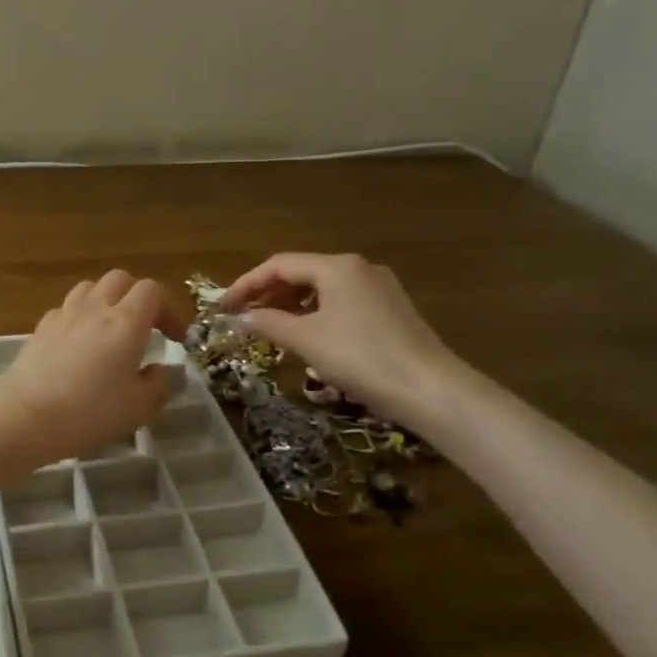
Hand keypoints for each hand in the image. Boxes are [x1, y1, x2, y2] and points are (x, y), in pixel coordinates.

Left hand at [0, 271, 185, 464]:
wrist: (26, 416)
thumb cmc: (90, 412)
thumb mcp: (139, 407)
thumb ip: (160, 384)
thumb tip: (165, 370)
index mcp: (126, 322)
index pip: (152, 290)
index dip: (169, 309)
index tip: (175, 338)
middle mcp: (96, 308)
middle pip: (121, 279)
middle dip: (138, 297)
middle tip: (145, 327)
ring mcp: (65, 314)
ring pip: (91, 287)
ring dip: (107, 300)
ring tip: (111, 329)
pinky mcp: (41, 326)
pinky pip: (67, 308)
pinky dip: (80, 316)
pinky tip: (79, 342)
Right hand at [221, 252, 463, 425]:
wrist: (432, 391)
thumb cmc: (361, 358)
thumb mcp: (306, 340)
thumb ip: (269, 323)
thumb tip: (241, 317)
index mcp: (336, 267)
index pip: (279, 265)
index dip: (247, 284)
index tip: (224, 306)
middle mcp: (359, 268)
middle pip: (302, 273)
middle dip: (269, 294)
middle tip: (245, 317)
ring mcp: (379, 289)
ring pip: (323, 289)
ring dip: (292, 305)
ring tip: (272, 329)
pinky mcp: (392, 311)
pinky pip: (342, 303)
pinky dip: (317, 314)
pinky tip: (310, 338)